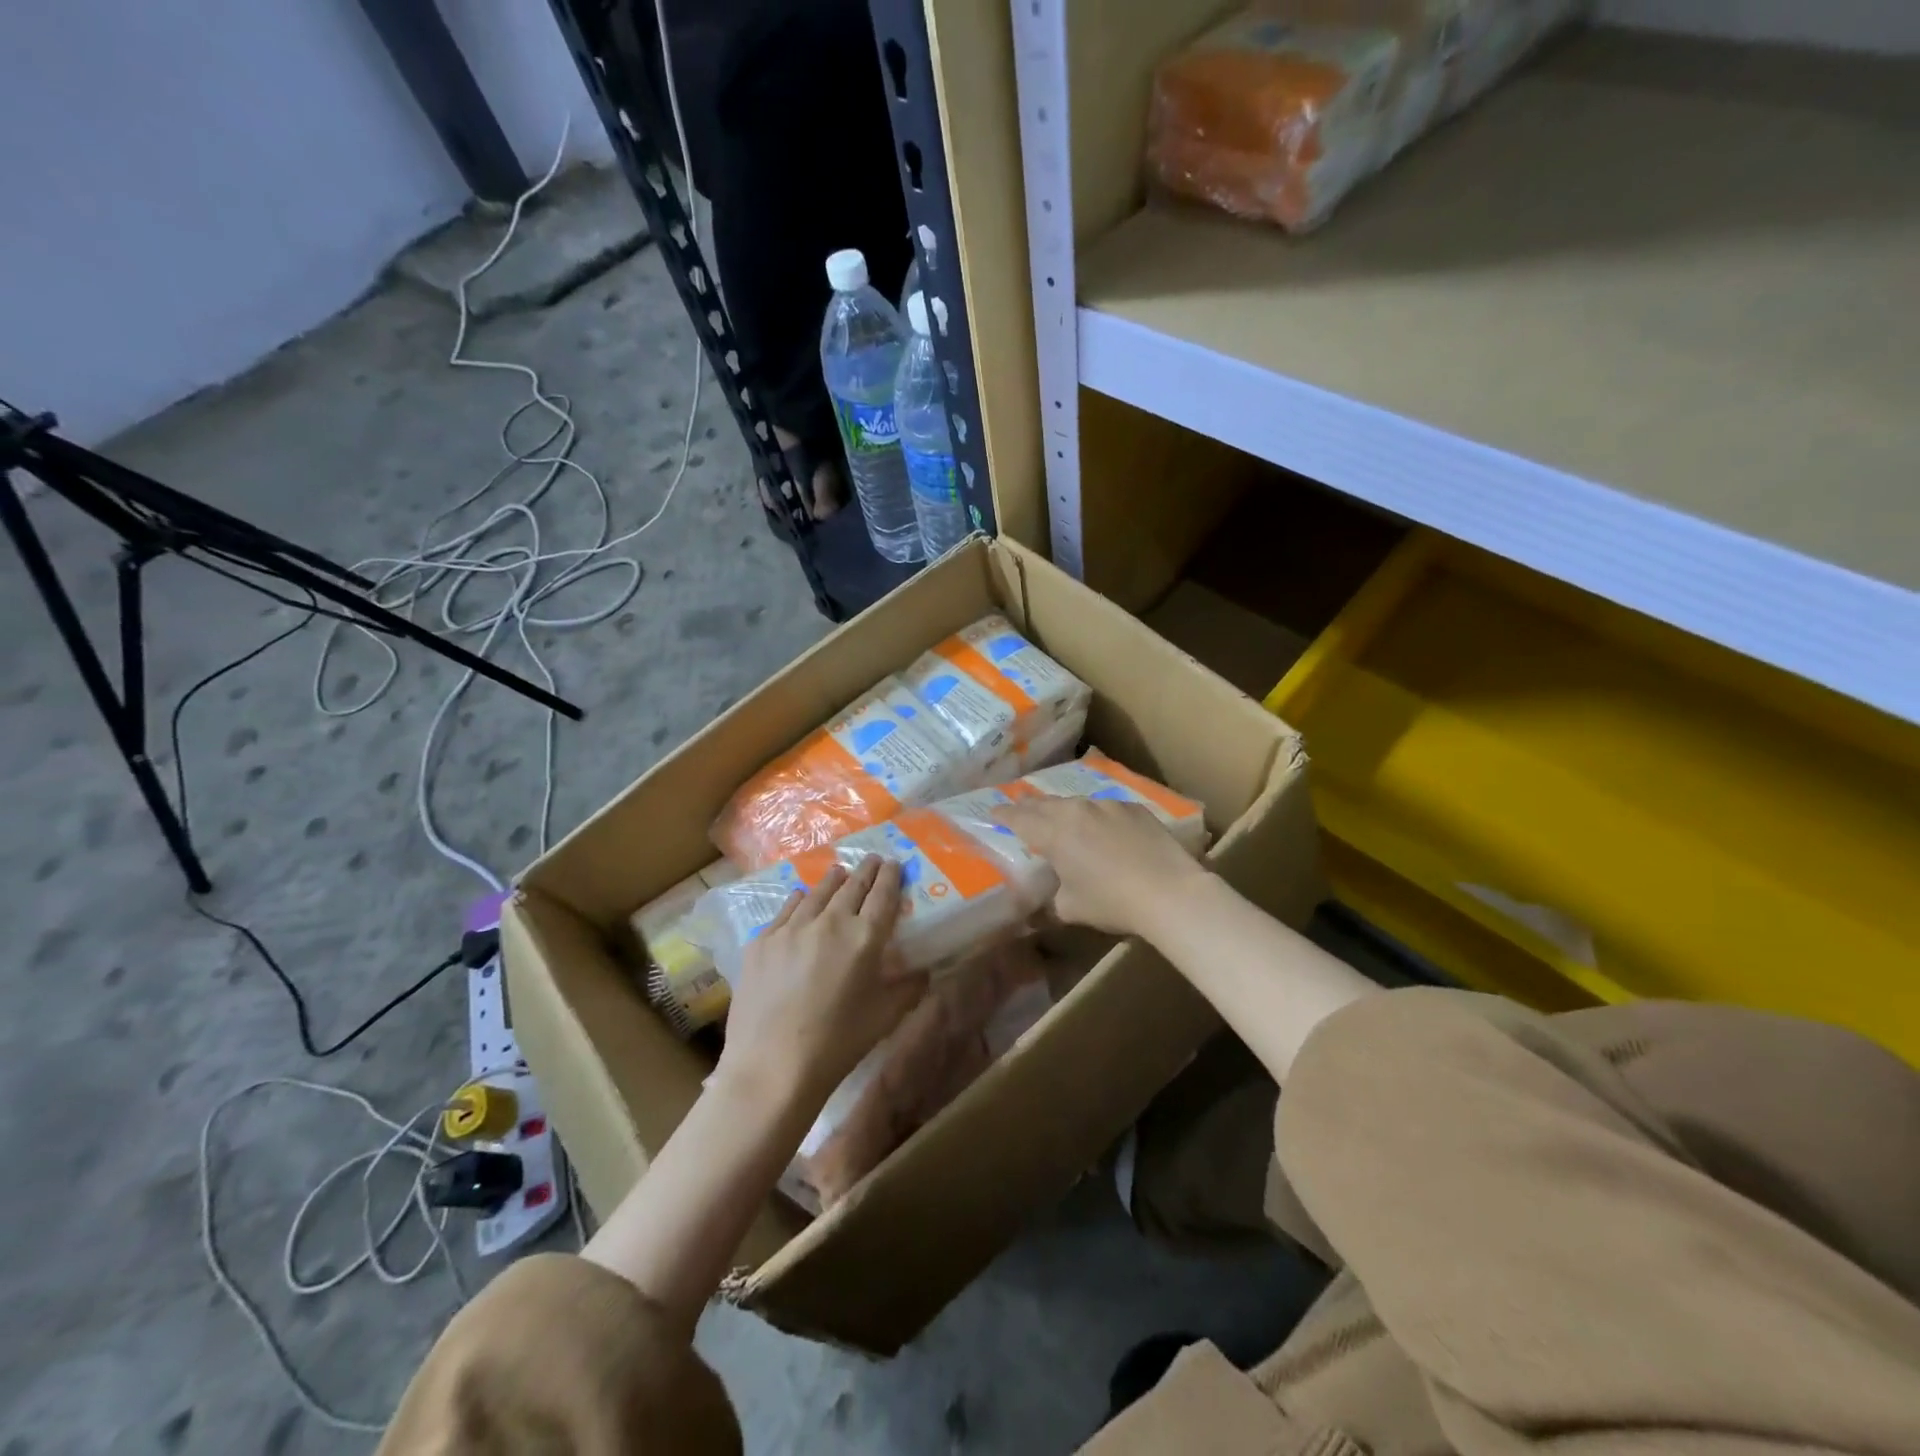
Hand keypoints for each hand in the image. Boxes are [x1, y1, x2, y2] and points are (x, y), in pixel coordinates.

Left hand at [716, 857, 924, 1108]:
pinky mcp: (762, 941)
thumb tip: (924, 972)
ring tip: (840, 873)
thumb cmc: (838, 1045)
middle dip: (865, 870)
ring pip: (817, 892)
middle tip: (872, 860)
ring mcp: (791, 928)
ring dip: (833, 880)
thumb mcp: (885, 1018)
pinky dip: (800, 901)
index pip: (883, 894)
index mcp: (864, 938)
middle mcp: (829, 922)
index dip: (890, 876)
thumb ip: (908, 989)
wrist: (772, 1066)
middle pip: (852, 885)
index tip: (893, 863)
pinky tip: (802, 899)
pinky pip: (787, 910)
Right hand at [997, 796, 1206, 937]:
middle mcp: (1077, 810)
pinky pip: (1105, 808)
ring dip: (1063, 809)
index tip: (993, 811)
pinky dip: (1096, 816)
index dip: (1003, 815)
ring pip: (1076, 803)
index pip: (1019, 818)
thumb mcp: (1071, 909)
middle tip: (1019, 805)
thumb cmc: (1112, 902)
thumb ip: (1050, 904)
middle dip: (1029, 805)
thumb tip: (1037, 912)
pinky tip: (1102, 828)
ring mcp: (1108, 806)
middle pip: (1045, 804)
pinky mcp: (1134, 808)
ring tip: (1059, 816)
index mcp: (1054, 833)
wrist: (1170, 892)